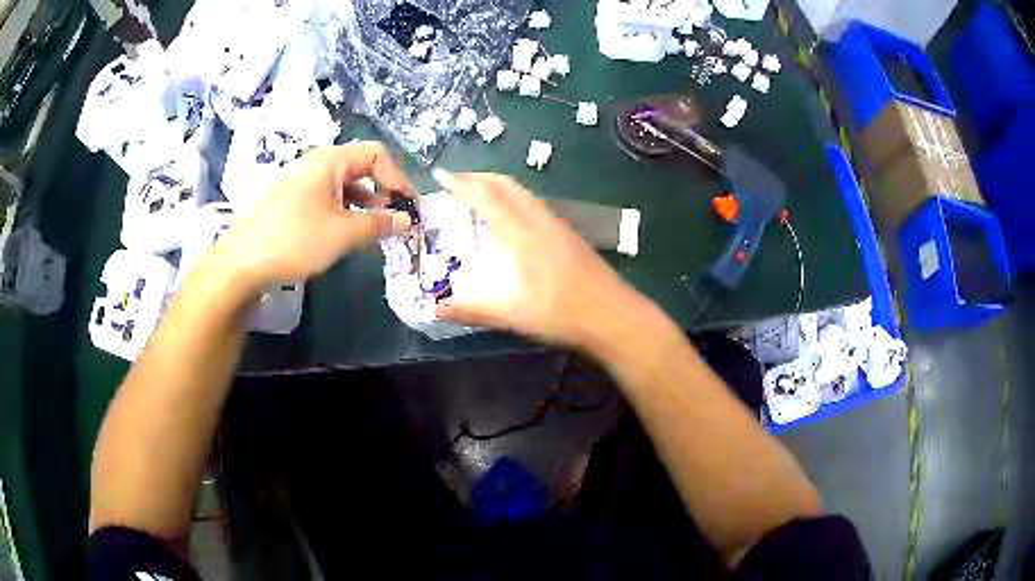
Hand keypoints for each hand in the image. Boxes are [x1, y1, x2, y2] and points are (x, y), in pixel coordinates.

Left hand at [219, 142, 414, 291]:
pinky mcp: (291, 199)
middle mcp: (316, 163)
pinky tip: (345, 231)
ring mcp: (301, 181)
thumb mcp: (343, 233)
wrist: (244, 261)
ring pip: (343, 183)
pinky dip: (344, 209)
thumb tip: (406, 220)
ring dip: (364, 203)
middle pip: (360, 167)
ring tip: (373, 228)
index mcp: (331, 161)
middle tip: (394, 218)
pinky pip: (326, 196)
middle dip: (383, 191)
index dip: (398, 178)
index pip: (377, 155)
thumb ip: (379, 225)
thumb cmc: (296, 239)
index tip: (409, 206)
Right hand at [434, 171, 645, 348]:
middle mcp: (539, 219)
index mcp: (522, 232)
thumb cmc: (562, 313)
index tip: (439, 176)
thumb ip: (471, 309)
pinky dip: (511, 199)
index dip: (462, 183)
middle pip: (505, 184)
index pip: (487, 195)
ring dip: (495, 187)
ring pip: (521, 192)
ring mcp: (557, 224)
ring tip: (475, 197)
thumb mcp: (511, 315)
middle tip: (453, 184)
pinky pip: (532, 204)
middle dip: (477, 178)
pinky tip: (508, 221)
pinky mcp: (567, 234)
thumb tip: (435, 309)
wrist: (613, 315)